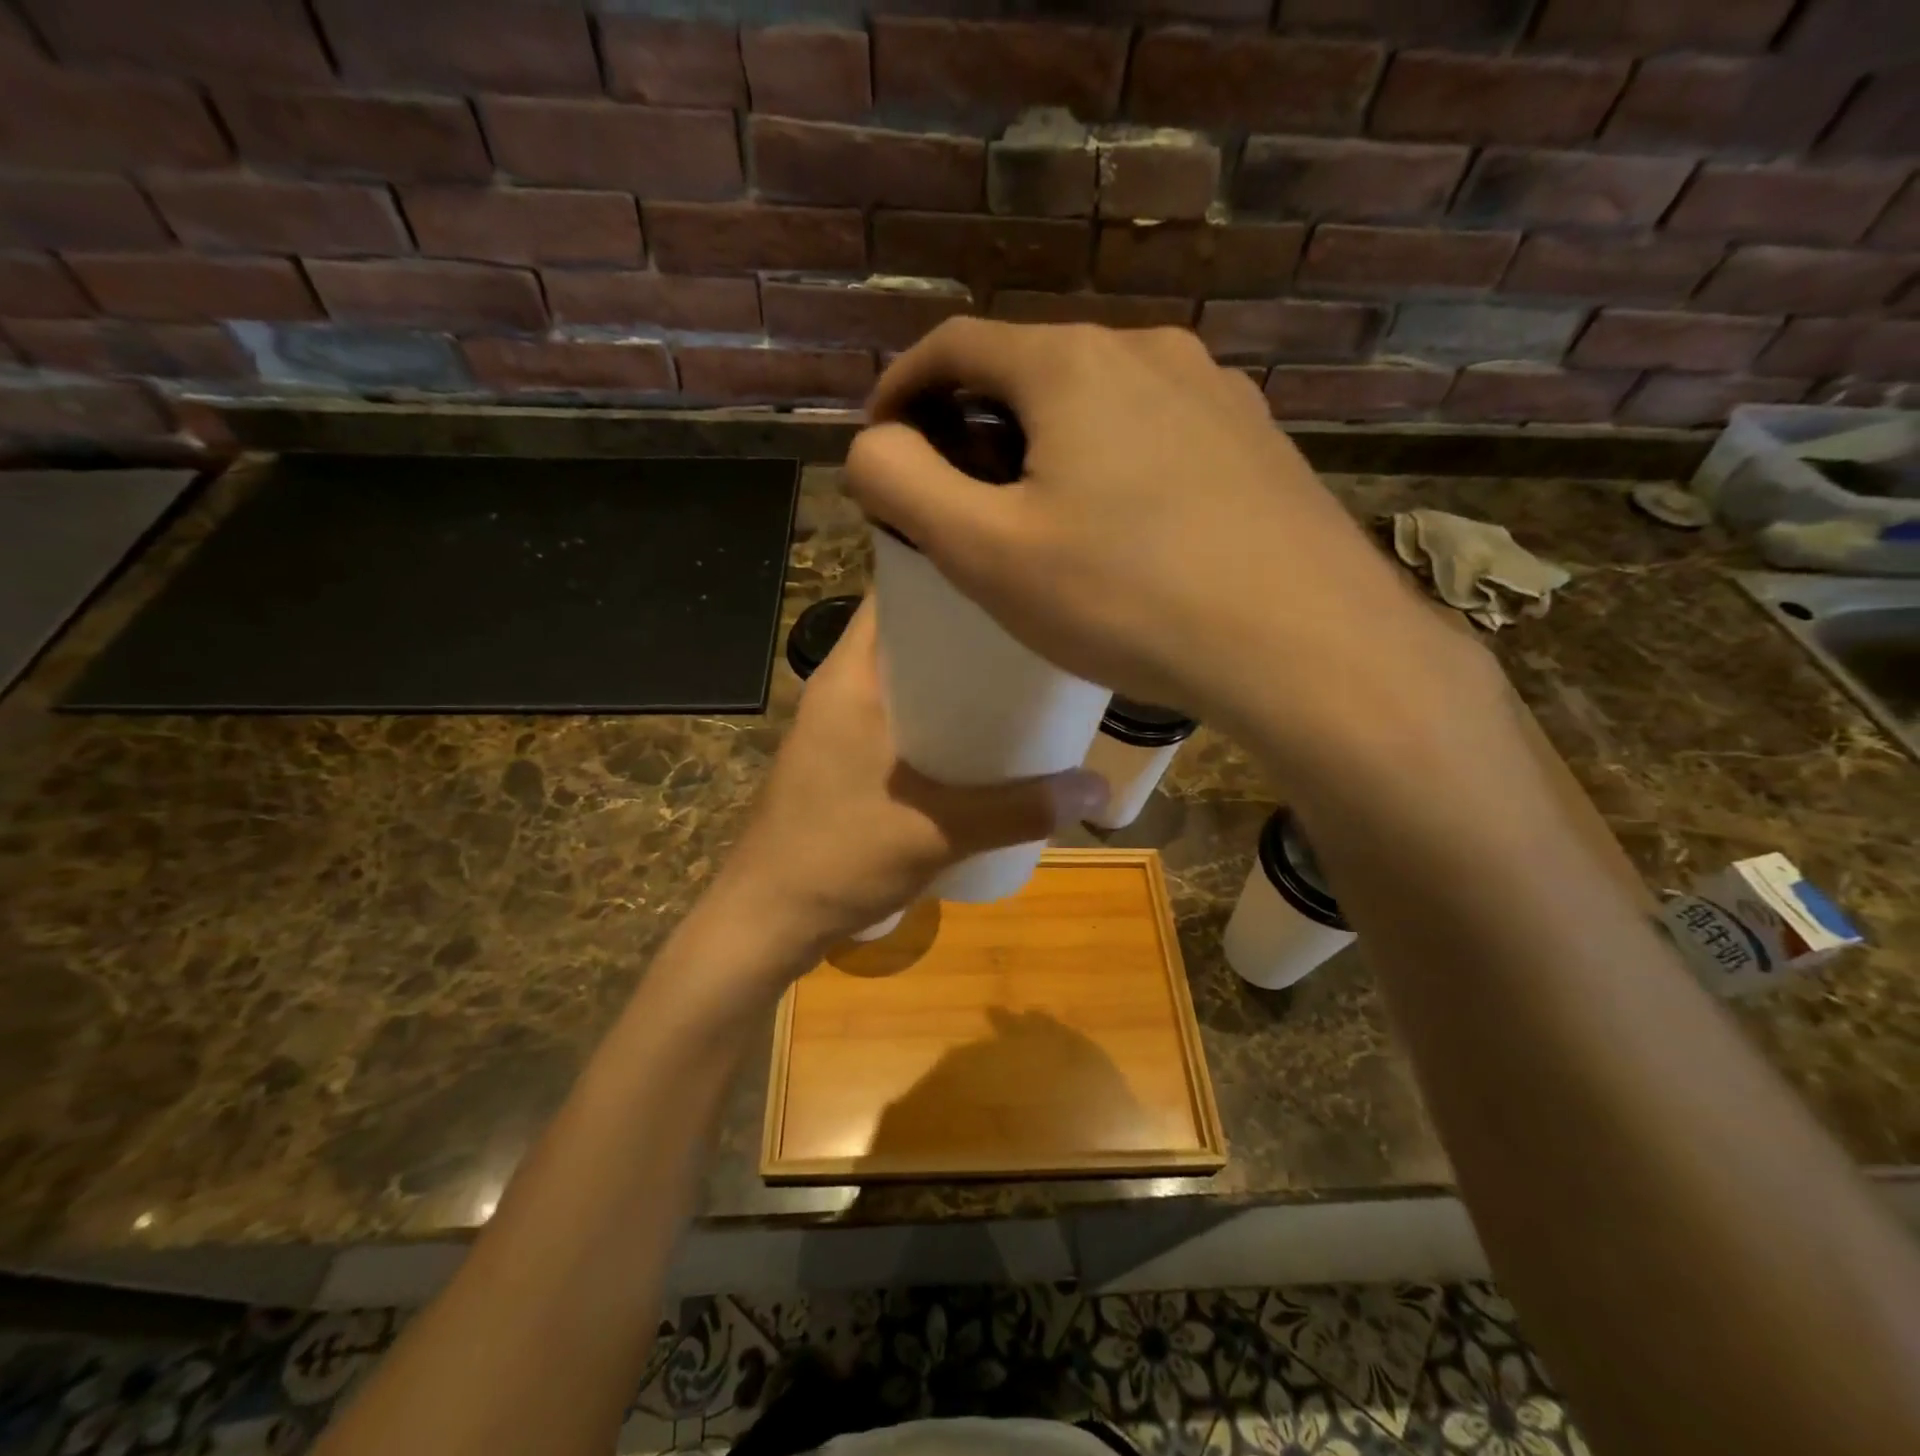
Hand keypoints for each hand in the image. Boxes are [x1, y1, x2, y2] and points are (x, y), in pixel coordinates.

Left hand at [714, 602, 1107, 953]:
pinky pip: (900, 717)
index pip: (897, 593)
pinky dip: (938, 718)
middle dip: (969, 633)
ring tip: (1019, 681)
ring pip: (906, 679)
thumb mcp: (939, 831)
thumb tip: (1099, 788)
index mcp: (851, 677)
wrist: (768, 920)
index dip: (952, 576)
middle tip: (1034, 635)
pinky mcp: (843, 760)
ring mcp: (839, 726)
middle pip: (910, 636)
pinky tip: (981, 740)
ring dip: (955, 680)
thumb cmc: (839, 857)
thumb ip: (1020, 810)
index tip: (1011, 576)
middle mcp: (842, 688)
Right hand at [844, 320, 1480, 767]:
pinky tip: (1124, 531)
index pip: (954, 345)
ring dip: (1048, 446)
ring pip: (1098, 403)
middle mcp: (1147, 351)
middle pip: (1029, 370)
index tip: (883, 445)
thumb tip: (871, 446)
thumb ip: (904, 484)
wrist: (1302, 644)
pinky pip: (1156, 435)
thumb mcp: (986, 552)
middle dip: (975, 424)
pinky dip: (1112, 465)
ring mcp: (1214, 392)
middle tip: (959, 499)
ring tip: (1041, 520)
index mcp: (1070, 364)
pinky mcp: (1255, 441)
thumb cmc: (1126, 598)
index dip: (901, 390)